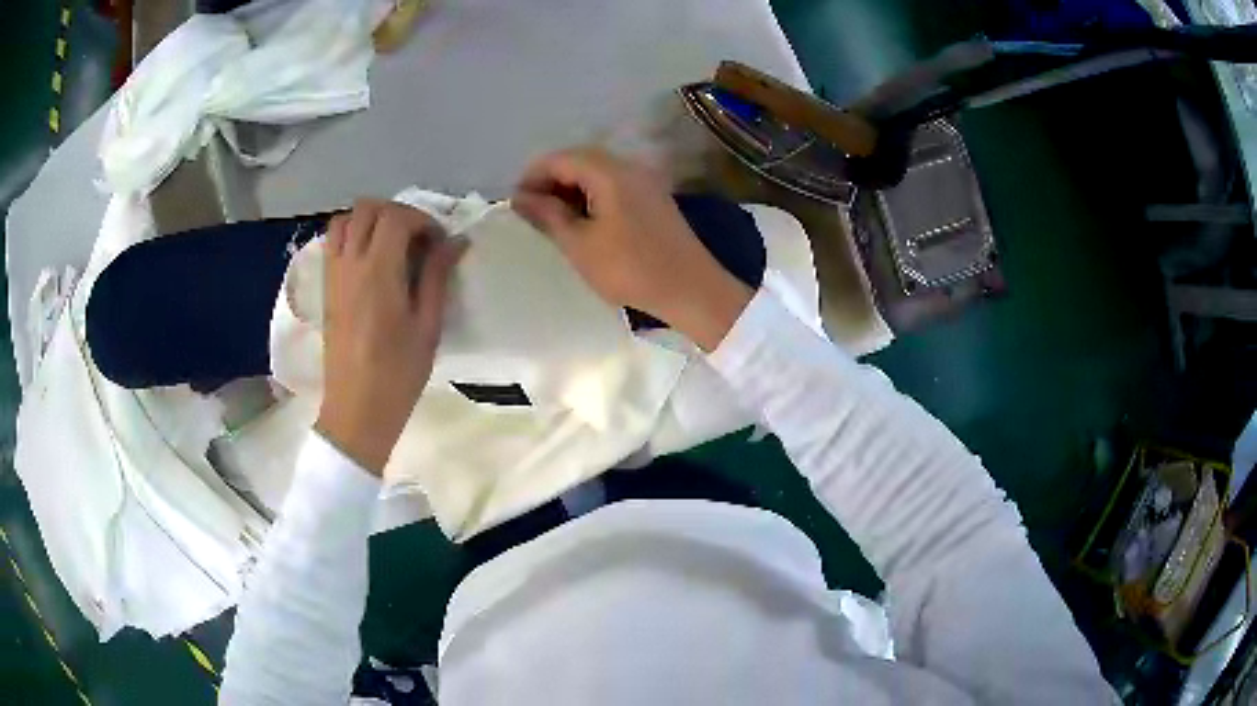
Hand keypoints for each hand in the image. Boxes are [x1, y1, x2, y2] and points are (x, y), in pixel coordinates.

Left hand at [315, 199, 466, 475]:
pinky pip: (334, 242)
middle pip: (367, 209)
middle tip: (418, 239)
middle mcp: (350, 265)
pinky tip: (372, 259)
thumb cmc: (398, 374)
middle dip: (397, 213)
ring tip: (392, 243)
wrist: (356, 410)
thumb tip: (455, 241)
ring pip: (345, 220)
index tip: (439, 243)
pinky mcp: (326, 288)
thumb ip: (437, 277)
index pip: (396, 218)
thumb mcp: (428, 327)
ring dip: (370, 220)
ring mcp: (333, 275)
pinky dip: (353, 235)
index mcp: (378, 273)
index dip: (423, 220)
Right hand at [511, 147, 752, 351]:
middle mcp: (628, 167)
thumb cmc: (630, 269)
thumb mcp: (580, 245)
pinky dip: (592, 196)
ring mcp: (645, 181)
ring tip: (553, 220)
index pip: (559, 159)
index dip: (532, 177)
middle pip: (579, 160)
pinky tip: (584, 222)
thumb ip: (548, 216)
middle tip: (531, 212)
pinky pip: (614, 184)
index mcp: (609, 173)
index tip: (515, 205)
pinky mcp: (653, 198)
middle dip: (550, 181)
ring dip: (571, 189)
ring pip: (597, 172)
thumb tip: (520, 198)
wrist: (691, 289)